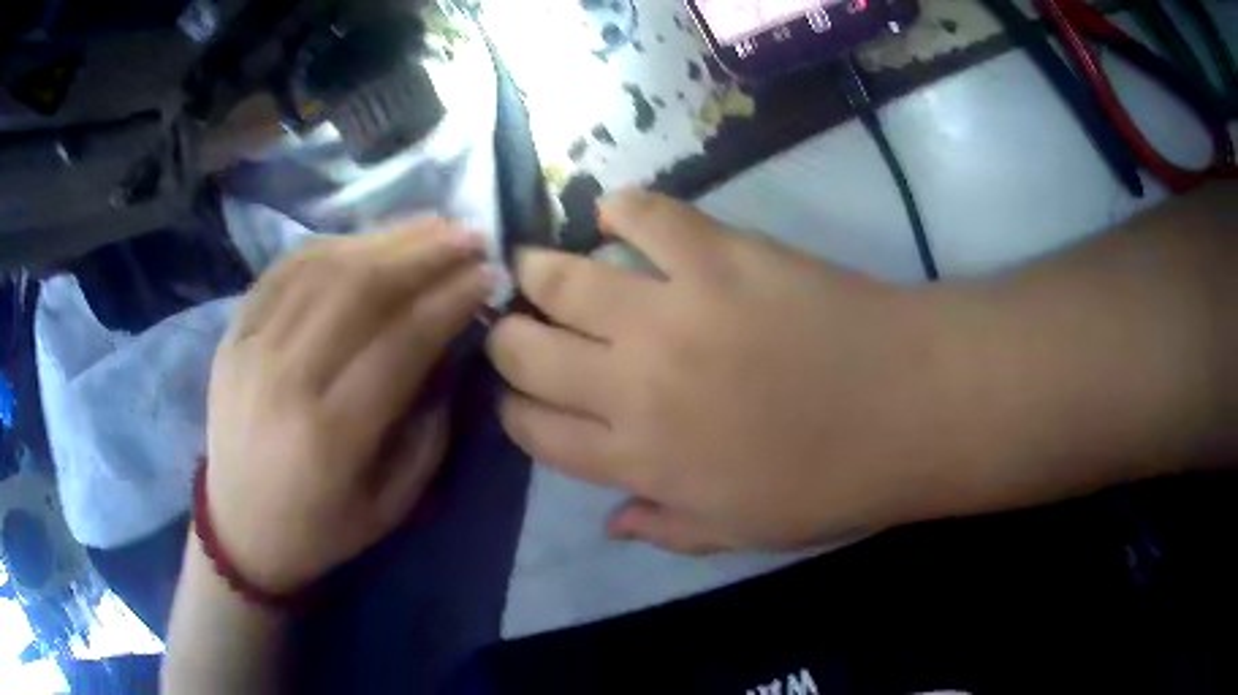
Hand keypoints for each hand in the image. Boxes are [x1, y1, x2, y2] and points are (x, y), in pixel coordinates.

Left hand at [207, 220, 489, 592]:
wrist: (239, 528)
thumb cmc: (320, 529)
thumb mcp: (392, 506)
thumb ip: (428, 432)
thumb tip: (450, 354)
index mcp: (330, 435)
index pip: (400, 342)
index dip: (449, 300)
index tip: (488, 275)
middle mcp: (285, 379)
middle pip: (359, 289)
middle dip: (424, 253)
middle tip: (469, 234)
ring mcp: (250, 348)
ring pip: (322, 268)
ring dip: (383, 238)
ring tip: (429, 225)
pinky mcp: (231, 334)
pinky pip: (283, 270)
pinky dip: (330, 246)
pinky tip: (365, 240)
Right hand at [487, 191, 950, 553]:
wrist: (908, 409)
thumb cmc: (830, 483)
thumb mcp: (741, 532)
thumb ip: (667, 529)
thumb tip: (610, 522)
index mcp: (638, 460)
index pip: (536, 432)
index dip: (514, 410)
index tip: (519, 394)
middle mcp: (632, 387)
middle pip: (526, 354)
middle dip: (508, 338)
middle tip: (519, 323)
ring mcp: (672, 313)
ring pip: (563, 282)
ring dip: (536, 271)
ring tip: (534, 264)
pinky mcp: (718, 256)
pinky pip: (649, 217)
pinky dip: (624, 207)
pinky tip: (617, 213)